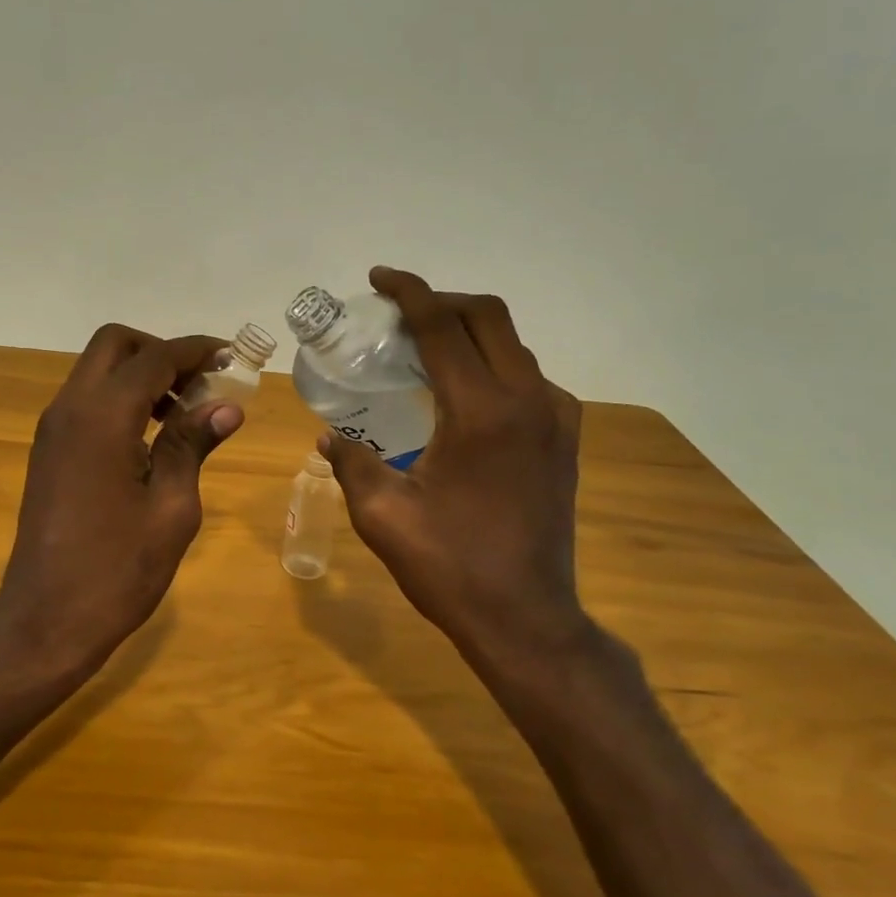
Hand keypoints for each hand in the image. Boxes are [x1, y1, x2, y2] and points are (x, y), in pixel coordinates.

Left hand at [0, 324, 242, 683]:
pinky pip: (86, 402)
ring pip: (97, 372)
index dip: (197, 350)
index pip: (155, 358)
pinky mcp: (48, 452)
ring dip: (140, 375)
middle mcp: (69, 410)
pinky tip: (152, 437)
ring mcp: (52, 430)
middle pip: (115, 346)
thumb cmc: (118, 570)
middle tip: (201, 384)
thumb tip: (226, 406)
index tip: (232, 358)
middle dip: (161, 352)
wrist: (47, 621)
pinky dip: (120, 400)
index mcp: (102, 418)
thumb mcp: (171, 508)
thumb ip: (192, 445)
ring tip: (184, 412)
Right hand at [319, 267, 591, 677]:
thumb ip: (352, 463)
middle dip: (441, 300)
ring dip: (469, 330)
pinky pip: (528, 376)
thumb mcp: (383, 515)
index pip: (443, 326)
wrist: (526, 618)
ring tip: (425, 347)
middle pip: (489, 317)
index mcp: (481, 412)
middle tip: (398, 311)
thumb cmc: (450, 567)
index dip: (408, 292)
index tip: (378, 278)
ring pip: (513, 344)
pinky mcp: (565, 439)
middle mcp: (528, 400)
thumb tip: (330, 436)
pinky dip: (492, 363)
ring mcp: (556, 418)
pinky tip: (462, 392)